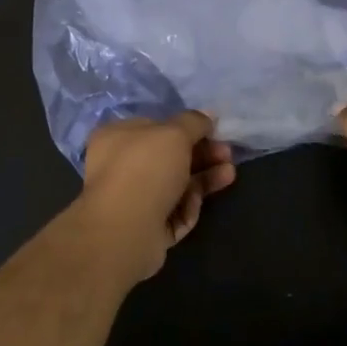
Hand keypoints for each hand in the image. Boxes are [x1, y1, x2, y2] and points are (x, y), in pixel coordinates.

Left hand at [76, 112, 236, 282]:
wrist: (125, 230)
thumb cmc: (146, 169)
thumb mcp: (175, 133)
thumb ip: (194, 122)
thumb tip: (208, 115)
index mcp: (117, 137)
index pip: (155, 126)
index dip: (186, 127)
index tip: (213, 130)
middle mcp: (121, 166)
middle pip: (169, 157)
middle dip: (201, 153)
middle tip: (226, 153)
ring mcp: (133, 199)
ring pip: (176, 184)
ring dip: (204, 177)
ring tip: (229, 173)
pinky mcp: (146, 227)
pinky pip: (174, 211)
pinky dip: (191, 204)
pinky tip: (201, 200)